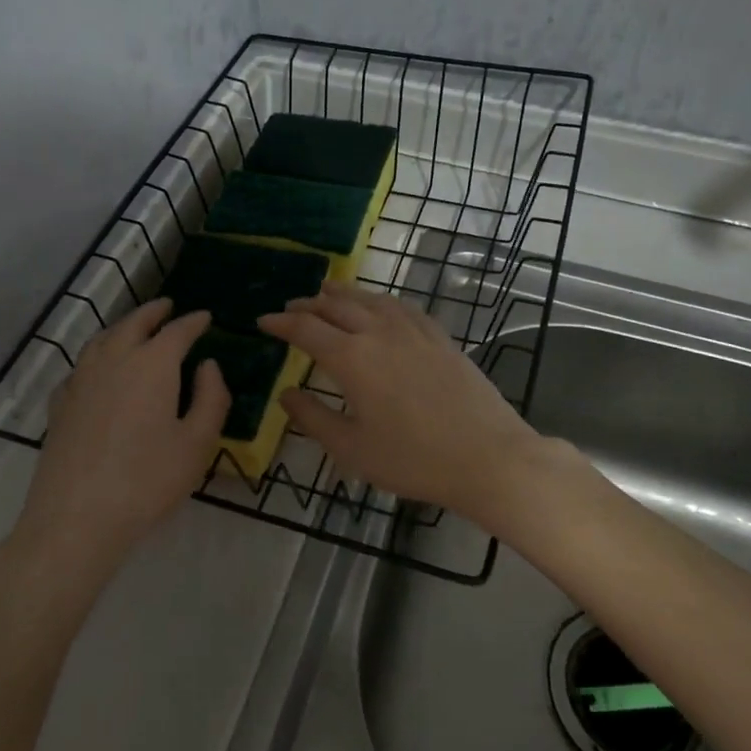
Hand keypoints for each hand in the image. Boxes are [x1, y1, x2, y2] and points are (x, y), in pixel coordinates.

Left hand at [15, 299, 229, 576]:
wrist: (77, 517)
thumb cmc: (148, 480)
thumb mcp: (197, 443)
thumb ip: (211, 398)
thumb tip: (208, 366)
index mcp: (152, 365)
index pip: (177, 331)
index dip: (193, 322)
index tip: (205, 317)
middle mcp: (113, 360)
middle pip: (134, 324)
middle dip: (154, 313)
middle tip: (168, 307)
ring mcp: (81, 380)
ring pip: (102, 339)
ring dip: (123, 327)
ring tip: (134, 328)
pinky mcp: (60, 404)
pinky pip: (81, 366)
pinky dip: (97, 356)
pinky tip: (99, 370)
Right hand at [258, 283, 548, 524]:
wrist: (487, 456)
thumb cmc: (413, 459)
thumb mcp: (352, 449)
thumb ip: (313, 418)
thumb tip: (285, 395)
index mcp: (352, 359)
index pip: (306, 330)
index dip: (281, 323)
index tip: (263, 321)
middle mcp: (380, 333)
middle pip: (336, 307)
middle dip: (308, 305)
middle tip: (290, 308)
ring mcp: (414, 331)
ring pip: (370, 299)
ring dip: (343, 294)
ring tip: (327, 291)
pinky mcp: (439, 337)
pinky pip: (401, 306)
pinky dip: (380, 300)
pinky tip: (380, 305)